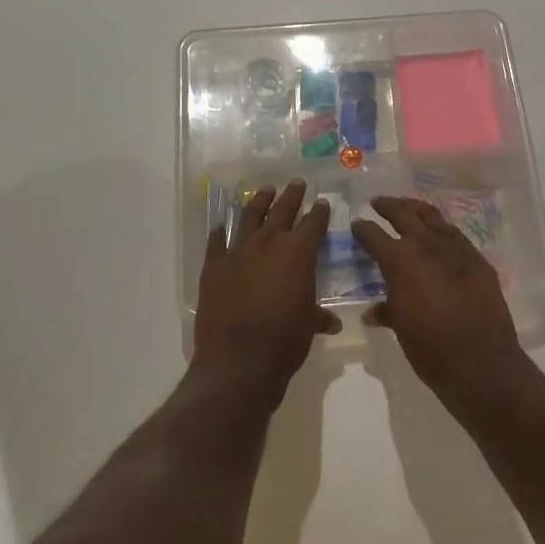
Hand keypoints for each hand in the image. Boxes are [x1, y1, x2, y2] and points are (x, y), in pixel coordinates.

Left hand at [195, 181, 338, 395]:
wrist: (238, 360)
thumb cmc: (284, 341)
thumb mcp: (308, 327)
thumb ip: (318, 316)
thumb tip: (331, 321)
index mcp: (298, 252)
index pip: (313, 223)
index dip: (319, 212)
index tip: (322, 202)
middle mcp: (268, 242)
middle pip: (281, 210)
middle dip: (291, 195)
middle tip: (296, 183)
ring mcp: (237, 251)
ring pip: (249, 216)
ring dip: (258, 201)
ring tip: (264, 190)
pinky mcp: (213, 266)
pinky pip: (216, 242)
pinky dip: (218, 232)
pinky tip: (220, 225)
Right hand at [353, 197, 527, 404]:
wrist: (481, 361)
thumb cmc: (430, 347)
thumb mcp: (400, 327)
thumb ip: (386, 311)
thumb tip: (373, 311)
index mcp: (400, 259)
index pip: (373, 234)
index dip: (362, 229)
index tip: (357, 225)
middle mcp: (425, 244)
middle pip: (403, 213)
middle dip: (388, 206)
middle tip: (378, 202)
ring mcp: (455, 249)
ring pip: (432, 217)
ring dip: (416, 210)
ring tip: (408, 208)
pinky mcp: (477, 260)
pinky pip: (455, 235)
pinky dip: (441, 230)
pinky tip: (438, 235)